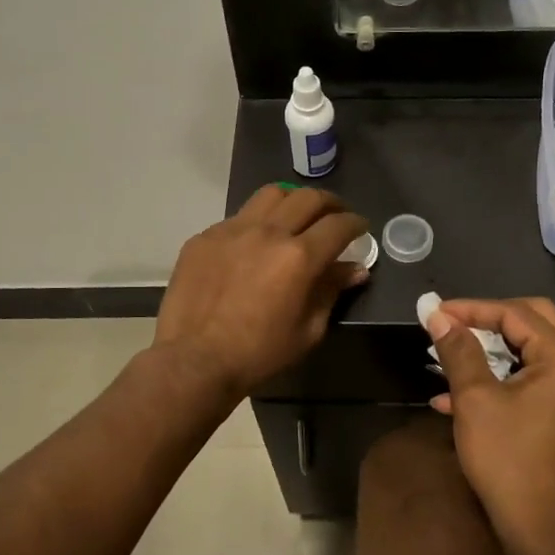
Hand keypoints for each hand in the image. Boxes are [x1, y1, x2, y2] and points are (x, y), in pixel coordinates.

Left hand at [155, 185, 369, 399]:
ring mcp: (232, 229)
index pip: (338, 225)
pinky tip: (254, 242)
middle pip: (308, 198)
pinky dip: (256, 222)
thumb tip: (355, 269)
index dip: (356, 223)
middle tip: (335, 215)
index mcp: (298, 257)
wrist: (194, 360)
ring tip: (296, 214)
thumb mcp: (308, 330)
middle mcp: (268, 232)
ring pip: (271, 194)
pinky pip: (238, 217)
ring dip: (292, 200)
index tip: (360, 228)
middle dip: (330, 203)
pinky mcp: (205, 237)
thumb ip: (331, 291)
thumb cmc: (258, 353)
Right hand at [426, 297, 554, 549]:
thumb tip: (437, 316)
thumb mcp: (475, 399)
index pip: (515, 313)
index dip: (471, 308)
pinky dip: (497, 377)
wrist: (539, 526)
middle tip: (451, 323)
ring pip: (528, 350)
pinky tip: (453, 396)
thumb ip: (458, 350)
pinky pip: (530, 377)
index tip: (435, 312)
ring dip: (488, 350)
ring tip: (447, 355)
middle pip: (530, 321)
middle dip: (486, 319)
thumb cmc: (508, 457)